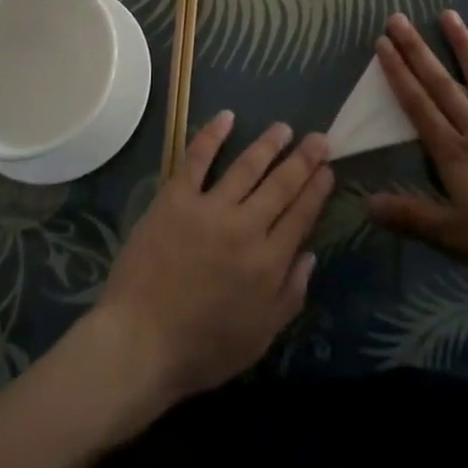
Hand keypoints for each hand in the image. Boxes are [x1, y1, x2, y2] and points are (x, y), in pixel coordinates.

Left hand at [95, 112, 333, 404]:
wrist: (139, 343)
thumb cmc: (202, 349)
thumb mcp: (259, 338)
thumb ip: (289, 295)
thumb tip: (309, 255)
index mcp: (268, 263)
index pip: (301, 215)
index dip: (317, 190)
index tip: (328, 168)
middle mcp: (245, 227)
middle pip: (281, 185)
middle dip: (303, 159)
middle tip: (320, 137)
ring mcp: (210, 208)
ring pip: (247, 166)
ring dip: (268, 144)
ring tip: (283, 127)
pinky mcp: (176, 198)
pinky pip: (197, 159)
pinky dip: (212, 135)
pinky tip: (226, 117)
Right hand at [367, 11, 467, 279]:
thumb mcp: (455, 236)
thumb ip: (412, 216)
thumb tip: (368, 203)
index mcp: (454, 153)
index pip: (418, 106)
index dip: (399, 75)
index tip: (383, 44)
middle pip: (442, 85)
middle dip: (417, 51)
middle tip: (398, 19)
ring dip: (462, 45)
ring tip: (447, 14)